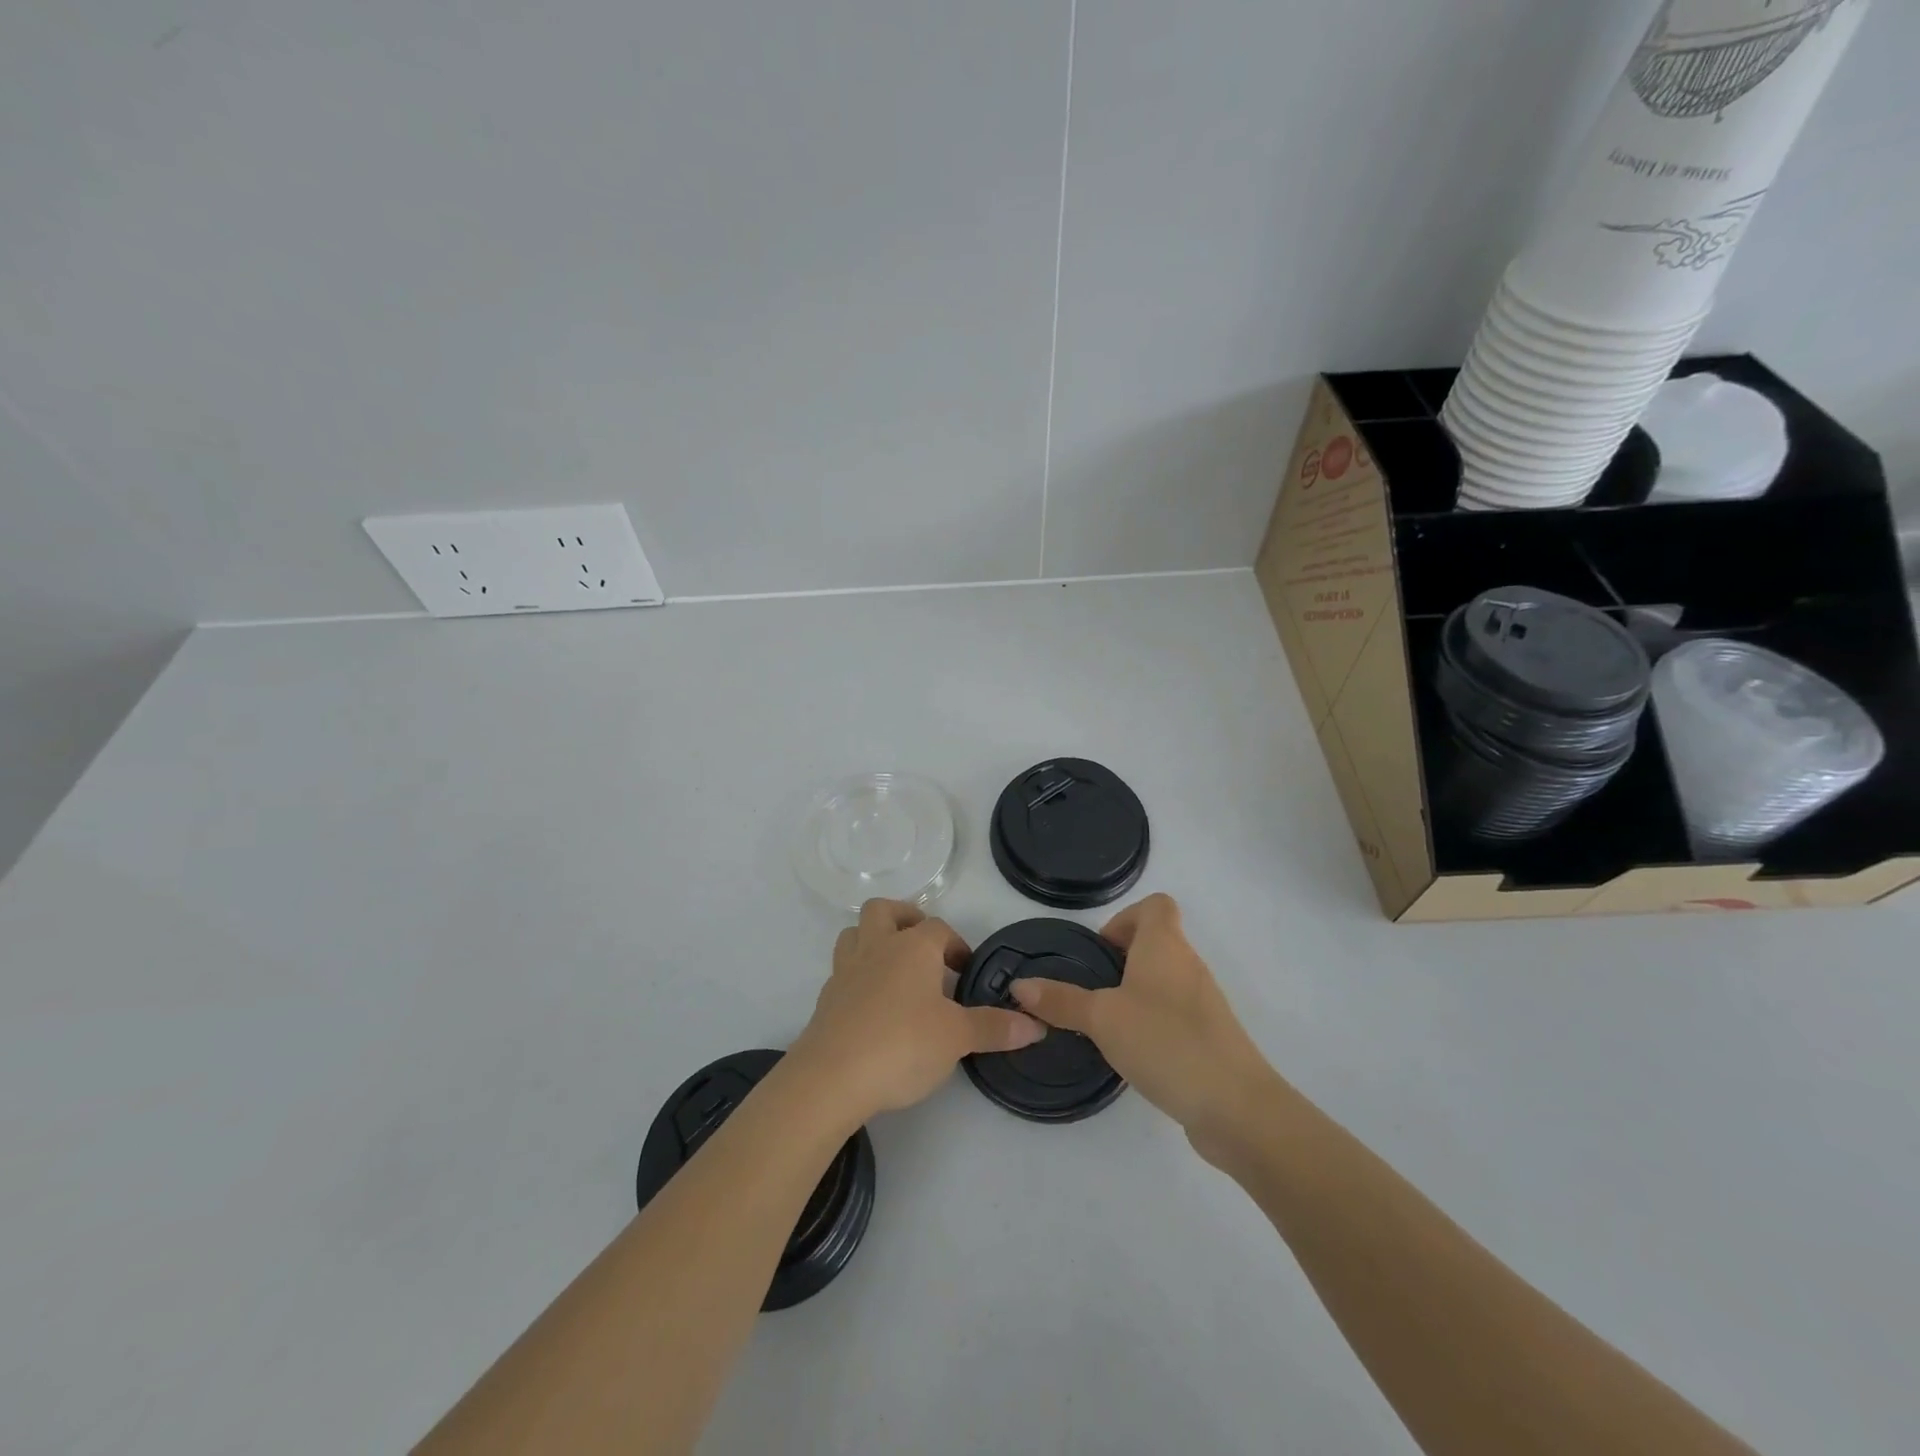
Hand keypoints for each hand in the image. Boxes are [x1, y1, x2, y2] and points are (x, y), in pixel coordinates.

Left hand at [789, 899, 1044, 1125]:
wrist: (831, 1078)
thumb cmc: (902, 1044)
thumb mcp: (957, 1038)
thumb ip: (994, 1028)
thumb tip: (1035, 1025)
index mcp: (911, 947)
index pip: (938, 928)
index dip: (955, 944)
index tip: (965, 972)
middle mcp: (876, 947)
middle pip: (884, 910)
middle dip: (905, 919)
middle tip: (924, 947)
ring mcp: (845, 971)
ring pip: (854, 934)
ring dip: (874, 940)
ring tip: (895, 968)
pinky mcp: (826, 999)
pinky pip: (843, 970)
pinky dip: (859, 976)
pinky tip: (873, 1006)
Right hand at [1010, 894, 1276, 1158]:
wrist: (1236, 1107)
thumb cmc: (1166, 1042)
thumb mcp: (1102, 1019)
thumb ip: (1061, 1001)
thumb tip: (1020, 985)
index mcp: (1165, 945)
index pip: (1156, 905)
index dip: (1125, 918)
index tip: (1100, 952)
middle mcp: (1188, 964)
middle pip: (1157, 942)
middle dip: (1121, 960)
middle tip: (1092, 991)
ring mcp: (1203, 1002)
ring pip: (1164, 980)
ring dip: (1135, 993)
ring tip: (1106, 1024)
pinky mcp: (1210, 1037)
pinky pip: (1175, 1013)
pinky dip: (1152, 1022)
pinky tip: (1133, 1053)